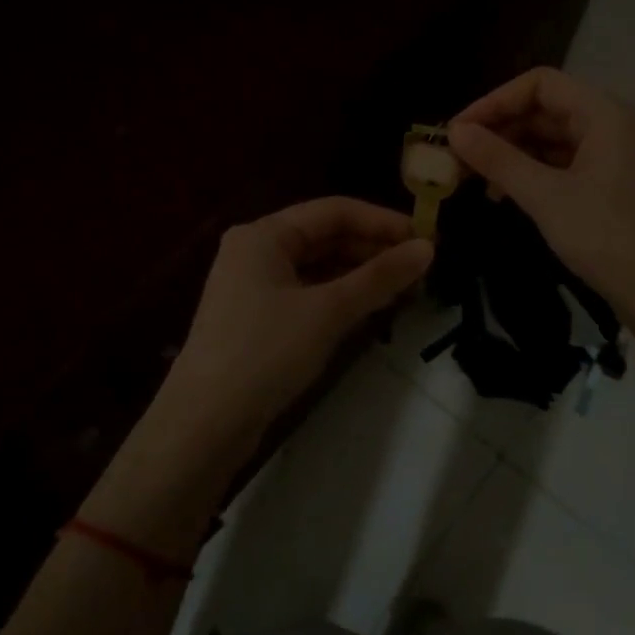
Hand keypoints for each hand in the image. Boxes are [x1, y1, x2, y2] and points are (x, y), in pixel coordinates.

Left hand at [157, 197, 432, 450]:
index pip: (333, 211)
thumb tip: (428, 248)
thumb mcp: (328, 310)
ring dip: (361, 275)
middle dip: (374, 250)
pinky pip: (309, 293)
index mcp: (263, 235)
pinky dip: (341, 297)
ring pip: (319, 268)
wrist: (205, 423)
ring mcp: (255, 286)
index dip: (382, 221)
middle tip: (422, 269)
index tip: (427, 239)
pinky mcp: (259, 318)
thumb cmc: (265, 353)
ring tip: (406, 290)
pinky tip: (372, 309)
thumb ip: (379, 277)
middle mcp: (256, 251)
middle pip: (326, 237)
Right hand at [449, 68, 634, 350]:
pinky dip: (529, 174)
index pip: (540, 84)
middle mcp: (610, 126)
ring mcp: (610, 157)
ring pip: (550, 140)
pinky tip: (502, 195)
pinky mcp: (607, 186)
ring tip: (472, 178)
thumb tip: (455, 132)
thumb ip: (499, 159)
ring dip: (510, 154)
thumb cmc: (606, 237)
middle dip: (499, 130)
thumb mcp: (546, 196)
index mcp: (604, 114)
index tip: (457, 130)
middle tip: (457, 158)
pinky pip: (560, 165)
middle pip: (544, 110)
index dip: (495, 101)